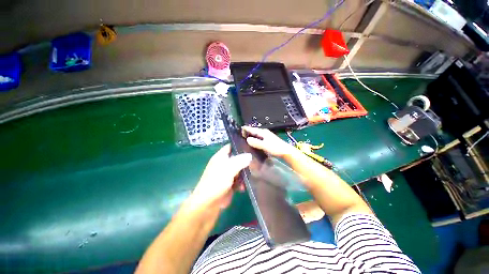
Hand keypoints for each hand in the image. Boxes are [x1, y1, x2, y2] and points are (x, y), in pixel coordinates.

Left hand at [189, 144, 251, 209]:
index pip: (230, 146)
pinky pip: (238, 180)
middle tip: (256, 161)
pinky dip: (241, 183)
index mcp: (220, 157)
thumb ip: (240, 161)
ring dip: (245, 173)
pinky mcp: (229, 184)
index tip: (251, 145)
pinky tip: (243, 187)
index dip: (239, 145)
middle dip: (246, 160)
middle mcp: (223, 164)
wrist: (208, 204)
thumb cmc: (216, 182)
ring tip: (252, 175)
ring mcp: (226, 174)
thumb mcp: (229, 169)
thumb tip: (250, 155)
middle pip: (237, 158)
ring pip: (239, 169)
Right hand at [242, 126, 297, 157]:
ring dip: (251, 136)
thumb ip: (256, 142)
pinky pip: (259, 138)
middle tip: (240, 135)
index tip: (240, 129)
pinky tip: (253, 143)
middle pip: (254, 131)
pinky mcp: (268, 140)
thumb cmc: (275, 148)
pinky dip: (255, 139)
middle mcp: (264, 132)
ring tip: (245, 139)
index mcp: (263, 132)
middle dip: (247, 132)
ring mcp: (266, 136)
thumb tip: (247, 139)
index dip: (246, 129)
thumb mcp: (265, 145)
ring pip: (256, 134)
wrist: (285, 151)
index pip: (252, 129)